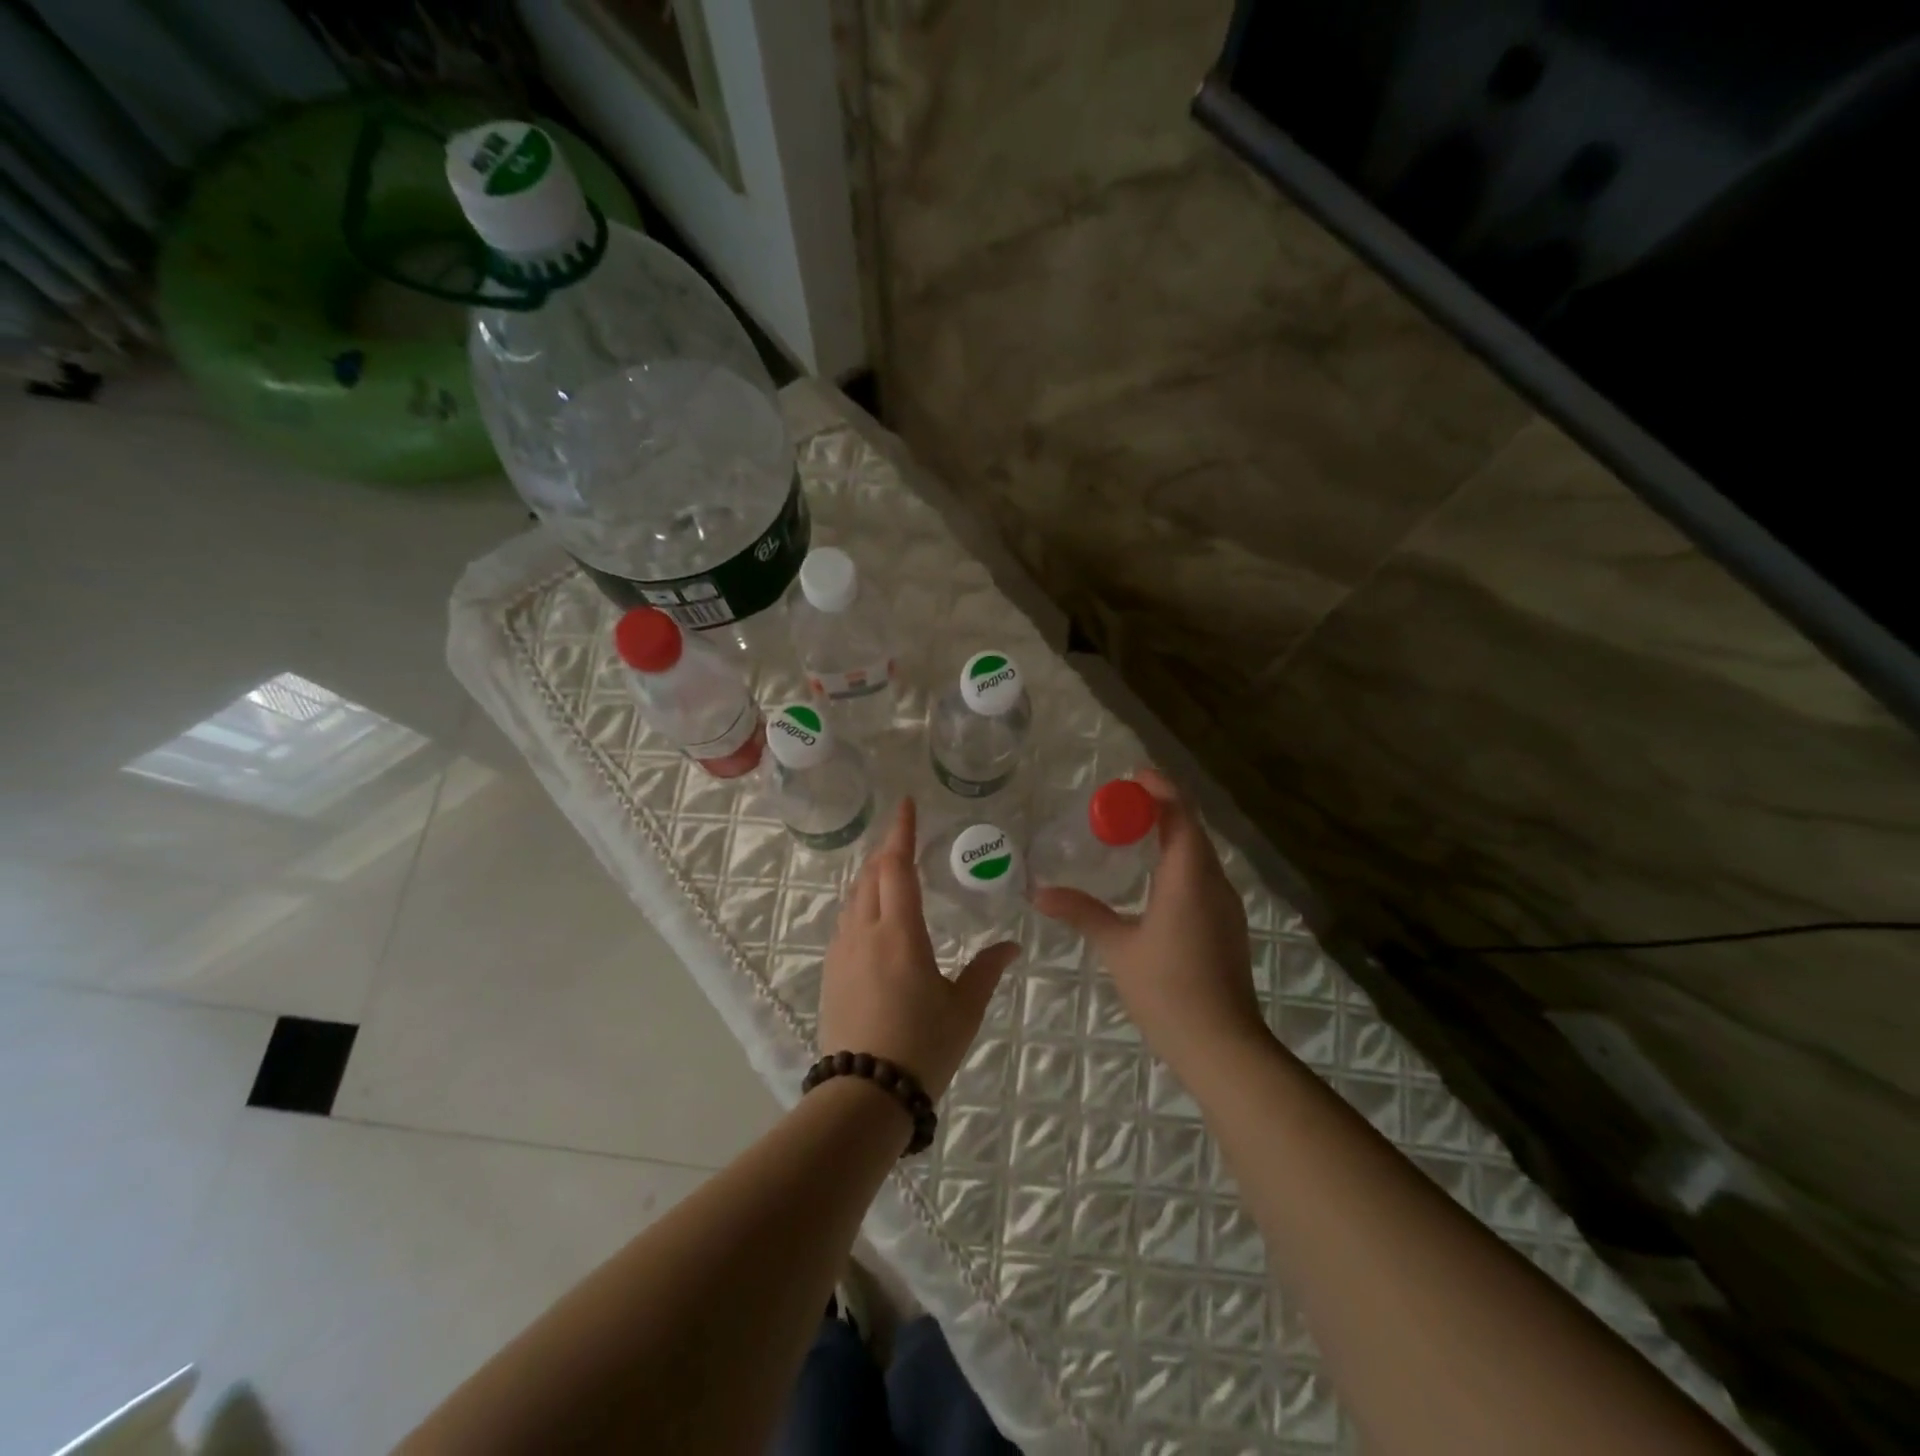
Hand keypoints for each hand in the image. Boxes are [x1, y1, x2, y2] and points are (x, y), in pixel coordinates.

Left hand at [818, 797, 1019, 1098]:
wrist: (865, 1095)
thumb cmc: (922, 1047)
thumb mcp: (964, 1009)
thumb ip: (986, 970)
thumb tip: (1012, 946)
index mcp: (900, 934)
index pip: (897, 867)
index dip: (901, 832)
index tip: (905, 803)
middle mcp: (865, 933)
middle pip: (870, 876)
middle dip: (887, 850)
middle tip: (904, 837)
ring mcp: (842, 953)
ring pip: (853, 898)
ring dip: (871, 876)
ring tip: (889, 871)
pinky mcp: (831, 973)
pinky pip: (845, 922)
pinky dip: (860, 904)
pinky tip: (872, 918)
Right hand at [1034, 768, 1265, 1072]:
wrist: (1223, 1046)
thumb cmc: (1167, 990)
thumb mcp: (1118, 948)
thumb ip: (1082, 912)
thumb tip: (1039, 893)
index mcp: (1189, 878)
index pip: (1181, 815)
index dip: (1160, 789)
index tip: (1132, 776)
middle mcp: (1214, 883)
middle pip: (1192, 829)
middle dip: (1161, 809)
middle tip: (1121, 804)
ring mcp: (1226, 905)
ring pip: (1200, 854)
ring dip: (1171, 835)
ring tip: (1133, 833)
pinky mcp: (1227, 925)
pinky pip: (1203, 876)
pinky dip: (1179, 861)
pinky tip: (1153, 878)